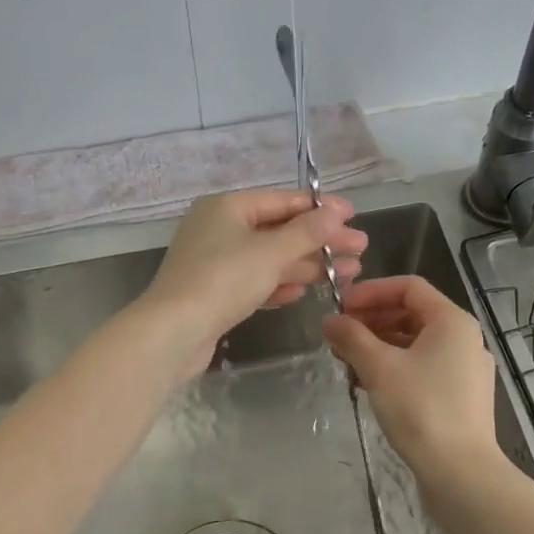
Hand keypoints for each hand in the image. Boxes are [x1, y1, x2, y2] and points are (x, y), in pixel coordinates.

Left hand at [138, 189, 365, 373]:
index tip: (353, 216)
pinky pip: (255, 282)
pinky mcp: (214, 293)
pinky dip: (279, 284)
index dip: (320, 209)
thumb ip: (306, 232)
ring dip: (306, 265)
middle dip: (320, 241)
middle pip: (279, 231)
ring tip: (346, 273)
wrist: (173, 332)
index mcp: (227, 207)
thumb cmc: (223, 280)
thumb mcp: (270, 252)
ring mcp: (215, 262)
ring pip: (270, 258)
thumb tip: (336, 211)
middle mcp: (219, 229)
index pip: (282, 201)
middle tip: (360, 250)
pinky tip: (304, 293)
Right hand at [322, 276, 501, 483]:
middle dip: (371, 321)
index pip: (409, 287)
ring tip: (347, 361)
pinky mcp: (461, 396)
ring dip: (379, 346)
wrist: (461, 473)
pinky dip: (394, 367)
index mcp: (452, 321)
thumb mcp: (379, 367)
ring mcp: (465, 369)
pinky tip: (367, 384)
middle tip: (338, 336)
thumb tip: (329, 320)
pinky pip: (423, 367)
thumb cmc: (421, 409)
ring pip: (415, 343)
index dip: (371, 291)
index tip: (340, 307)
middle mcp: (464, 338)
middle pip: (412, 314)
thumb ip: (351, 337)